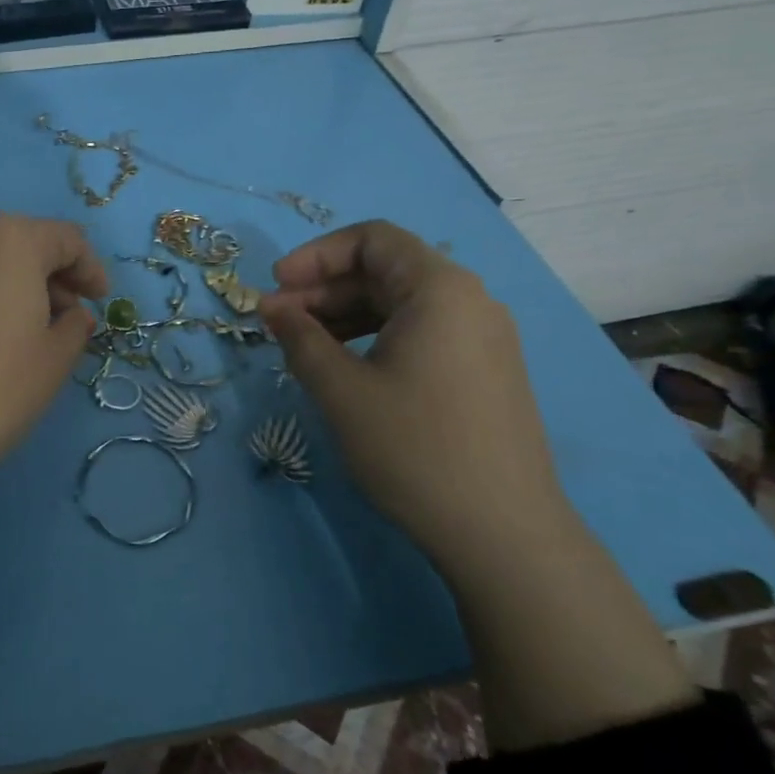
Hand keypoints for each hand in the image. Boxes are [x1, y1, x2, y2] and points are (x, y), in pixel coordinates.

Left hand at [0, 212, 107, 499]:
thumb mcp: (54, 360)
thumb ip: (74, 327)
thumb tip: (72, 316)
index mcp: (11, 238)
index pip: (66, 238)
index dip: (91, 268)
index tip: (100, 302)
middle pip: (21, 241)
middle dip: (51, 274)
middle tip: (64, 318)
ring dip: (12, 283)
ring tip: (21, 331)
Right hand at [259, 220, 564, 555]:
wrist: (503, 534)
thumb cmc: (414, 449)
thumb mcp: (341, 390)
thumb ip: (300, 338)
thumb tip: (271, 306)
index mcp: (440, 289)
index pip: (372, 239)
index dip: (316, 255)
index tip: (276, 286)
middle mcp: (469, 301)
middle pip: (385, 270)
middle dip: (325, 288)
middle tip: (278, 321)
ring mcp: (483, 338)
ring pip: (401, 303)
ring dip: (346, 313)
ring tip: (303, 346)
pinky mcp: (484, 371)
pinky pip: (421, 332)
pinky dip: (375, 336)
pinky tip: (346, 368)